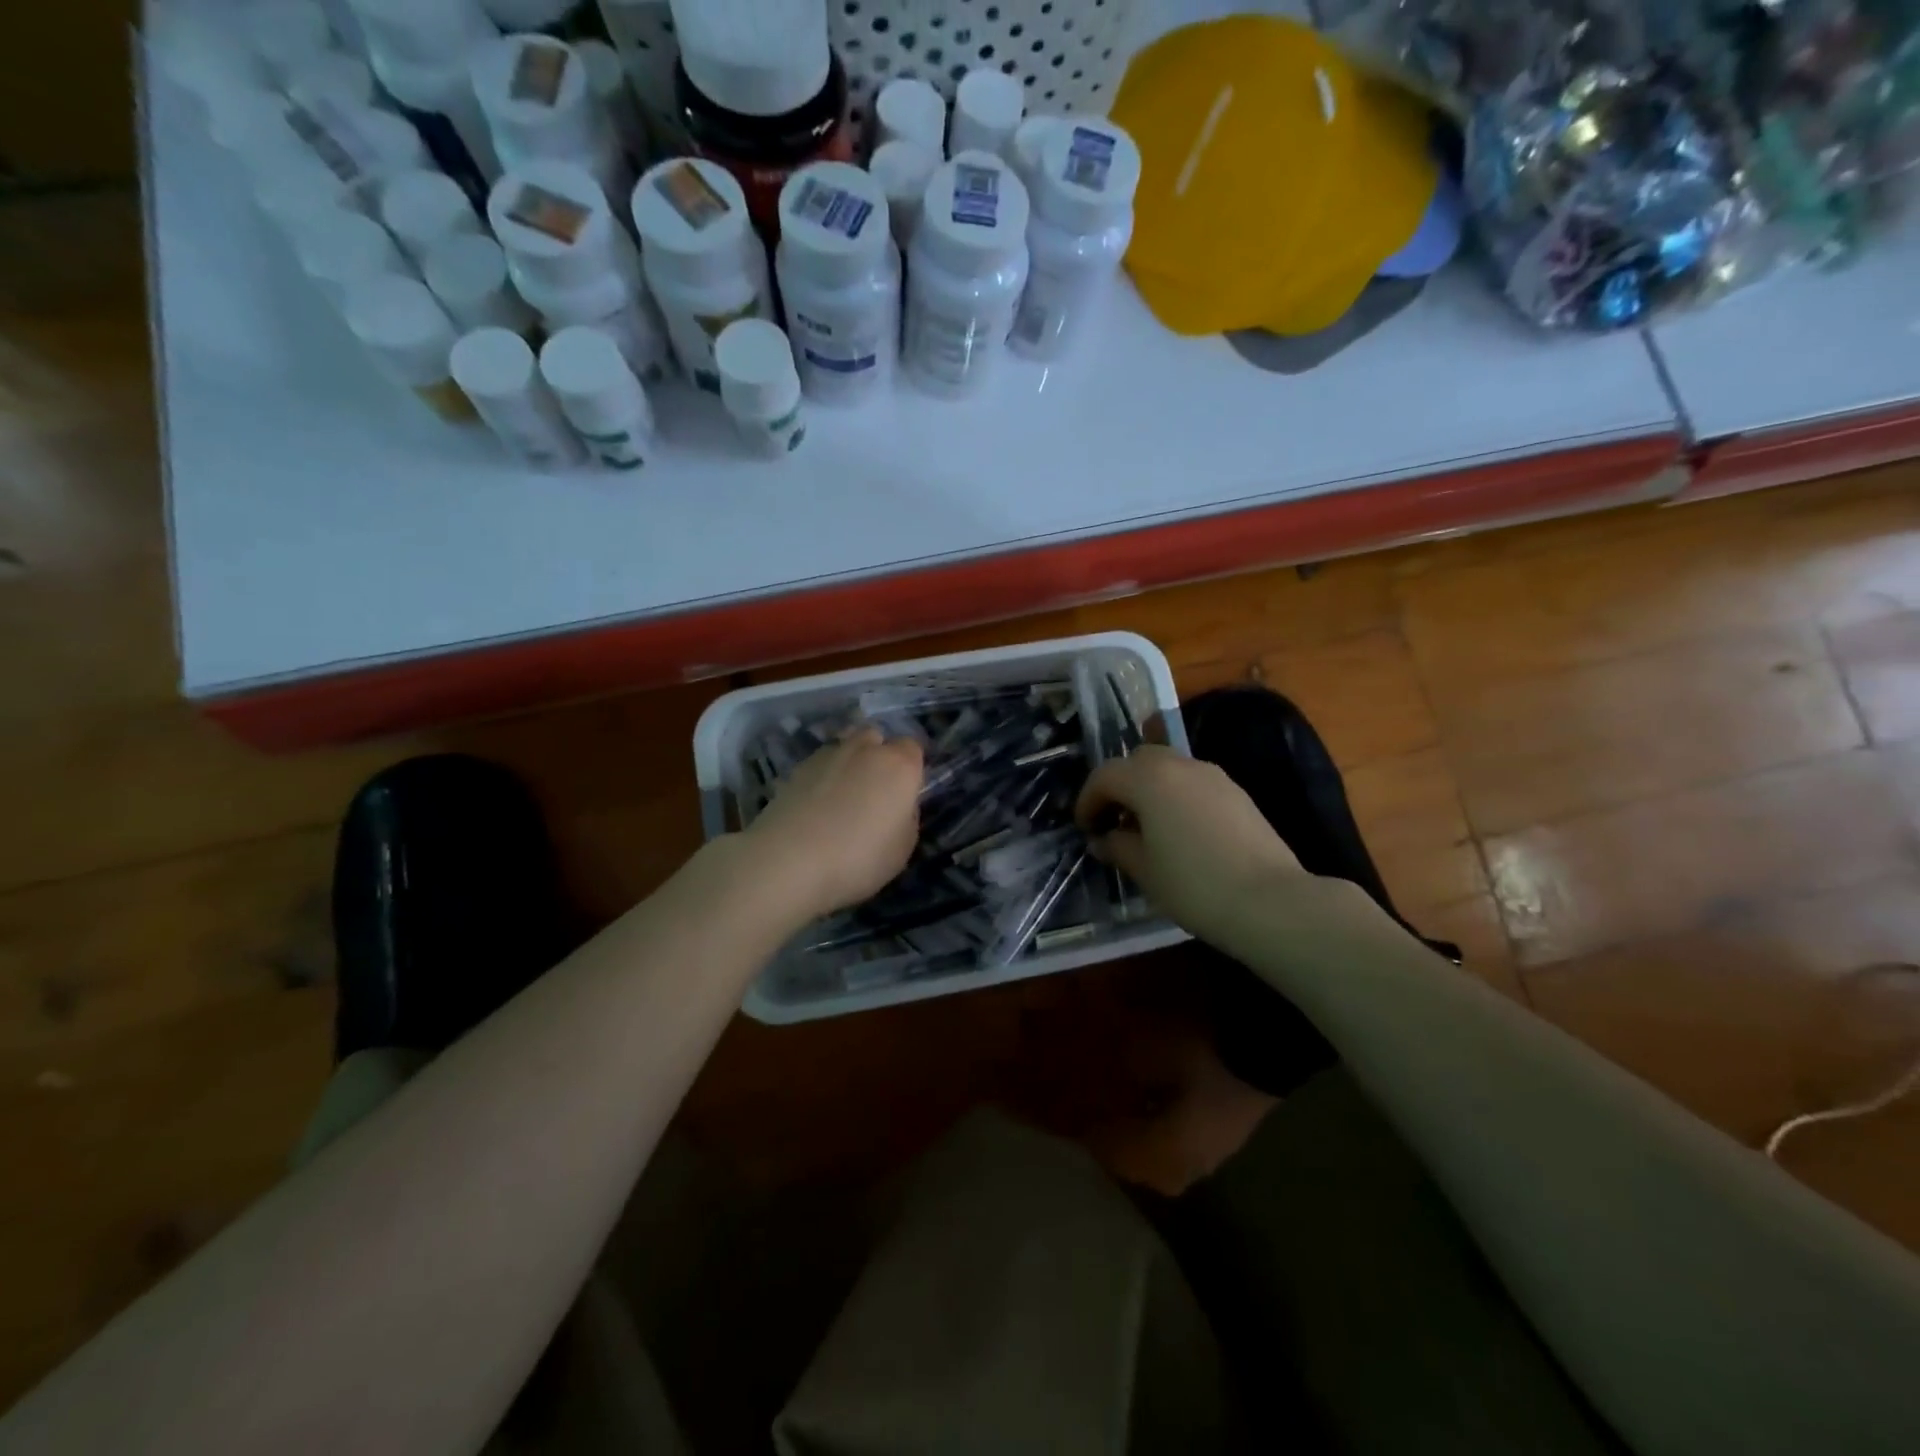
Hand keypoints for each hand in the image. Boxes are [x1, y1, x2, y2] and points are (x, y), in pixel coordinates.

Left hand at [742, 727, 923, 921]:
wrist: (788, 861)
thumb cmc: (859, 858)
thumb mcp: (902, 849)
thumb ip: (906, 817)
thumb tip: (898, 805)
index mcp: (899, 766)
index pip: (913, 748)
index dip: (911, 768)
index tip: (905, 792)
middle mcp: (865, 750)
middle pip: (876, 737)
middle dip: (878, 755)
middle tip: (874, 790)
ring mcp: (826, 755)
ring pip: (844, 747)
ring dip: (848, 763)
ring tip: (842, 797)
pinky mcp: (795, 769)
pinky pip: (819, 765)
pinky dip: (822, 777)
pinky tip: (815, 805)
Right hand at [1075, 746, 1305, 940]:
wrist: (1271, 902)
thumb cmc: (1193, 885)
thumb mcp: (1144, 870)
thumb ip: (1118, 847)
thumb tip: (1104, 839)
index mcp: (1149, 778)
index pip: (1106, 775)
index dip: (1088, 799)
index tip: (1084, 827)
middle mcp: (1180, 765)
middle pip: (1138, 761)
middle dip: (1120, 786)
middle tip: (1113, 821)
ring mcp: (1214, 776)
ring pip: (1169, 769)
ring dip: (1149, 790)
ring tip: (1145, 829)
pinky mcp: (1237, 794)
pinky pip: (1194, 784)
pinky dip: (1176, 797)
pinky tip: (1179, 833)